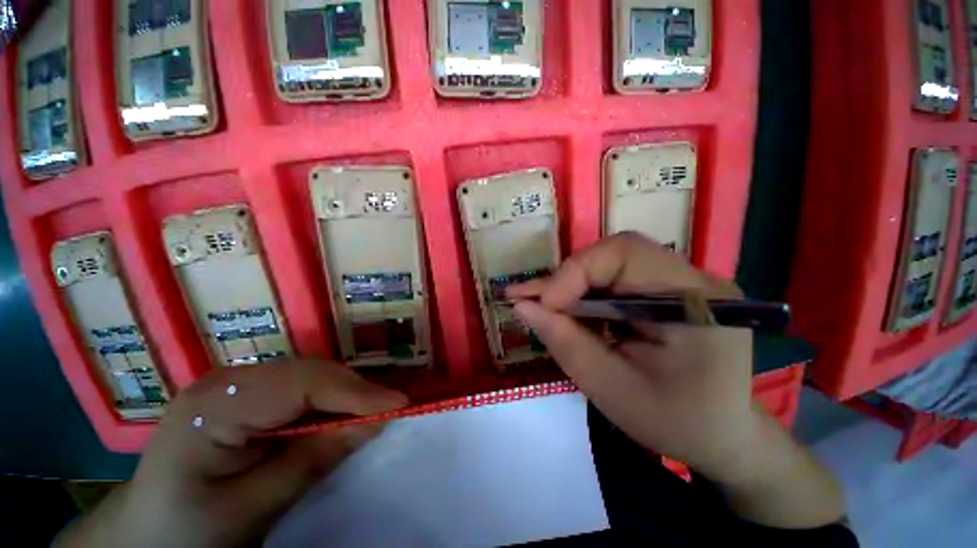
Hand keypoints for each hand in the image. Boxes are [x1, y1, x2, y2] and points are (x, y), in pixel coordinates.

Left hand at [55, 360, 407, 547]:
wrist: (146, 536)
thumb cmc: (187, 532)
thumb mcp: (251, 508)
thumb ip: (312, 461)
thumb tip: (375, 422)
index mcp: (216, 404)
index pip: (302, 383)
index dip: (354, 392)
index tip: (398, 404)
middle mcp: (229, 381)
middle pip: (310, 373)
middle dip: (353, 392)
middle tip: (389, 410)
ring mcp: (237, 384)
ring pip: (310, 377)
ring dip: (344, 395)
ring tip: (371, 412)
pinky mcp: (247, 396)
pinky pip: (300, 389)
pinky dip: (328, 401)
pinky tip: (339, 417)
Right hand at [507, 232, 754, 480]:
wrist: (722, 436)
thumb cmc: (673, 423)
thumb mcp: (610, 388)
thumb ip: (564, 342)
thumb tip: (522, 305)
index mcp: (696, 302)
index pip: (625, 254)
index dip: (575, 272)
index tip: (543, 305)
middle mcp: (694, 279)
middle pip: (615, 254)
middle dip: (568, 277)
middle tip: (531, 301)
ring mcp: (683, 281)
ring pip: (611, 263)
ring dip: (573, 284)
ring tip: (542, 305)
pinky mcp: (668, 289)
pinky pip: (617, 277)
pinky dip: (586, 291)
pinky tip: (568, 308)